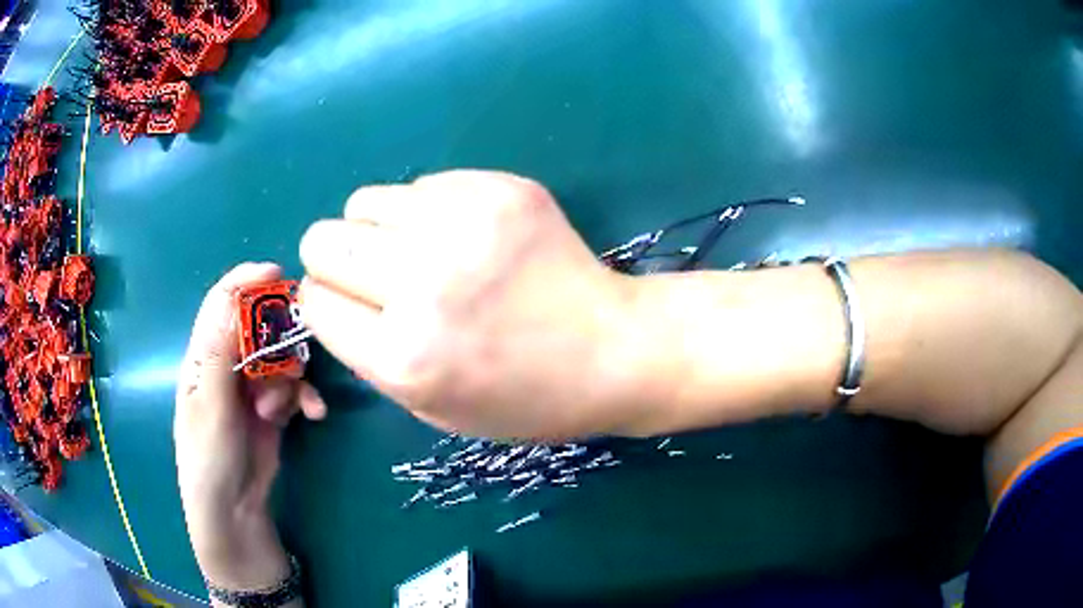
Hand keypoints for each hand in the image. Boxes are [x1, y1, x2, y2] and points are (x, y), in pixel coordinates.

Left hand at [175, 263, 326, 589]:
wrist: (234, 511)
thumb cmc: (210, 457)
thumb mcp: (211, 406)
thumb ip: (219, 354)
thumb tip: (230, 298)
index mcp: (203, 357)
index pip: (221, 304)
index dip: (246, 283)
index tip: (277, 275)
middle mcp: (227, 365)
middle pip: (257, 327)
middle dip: (278, 338)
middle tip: (292, 353)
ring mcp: (252, 388)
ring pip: (281, 358)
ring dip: (291, 376)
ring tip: (284, 407)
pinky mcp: (273, 409)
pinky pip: (295, 389)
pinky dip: (306, 397)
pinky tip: (314, 414)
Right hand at [299, 170, 657, 439]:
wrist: (613, 350)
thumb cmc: (523, 397)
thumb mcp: (430, 407)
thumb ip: (368, 352)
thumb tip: (331, 294)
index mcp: (403, 356)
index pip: (315, 300)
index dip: (326, 302)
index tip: (349, 305)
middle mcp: (422, 283)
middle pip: (323, 239)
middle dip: (337, 259)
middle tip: (378, 274)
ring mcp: (464, 224)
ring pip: (363, 201)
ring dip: (378, 229)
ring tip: (421, 251)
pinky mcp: (499, 188)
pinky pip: (421, 185)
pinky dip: (428, 210)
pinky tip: (467, 235)